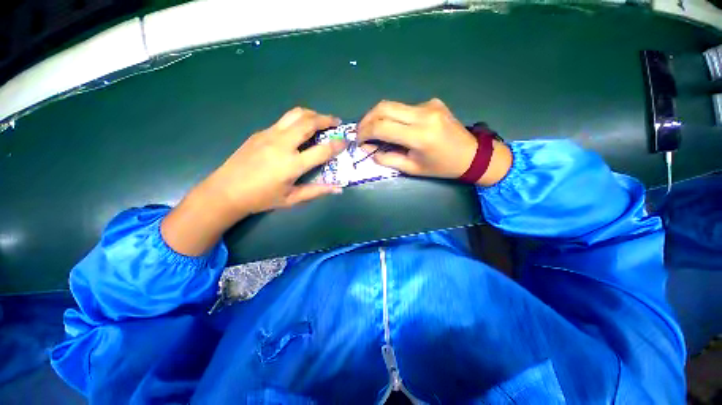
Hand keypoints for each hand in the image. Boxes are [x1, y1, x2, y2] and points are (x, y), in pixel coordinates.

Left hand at [203, 107, 345, 214]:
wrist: (226, 191)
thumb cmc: (261, 198)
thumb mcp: (292, 199)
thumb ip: (317, 191)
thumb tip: (338, 189)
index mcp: (292, 165)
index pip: (322, 150)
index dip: (337, 145)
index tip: (345, 141)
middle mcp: (282, 145)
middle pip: (308, 122)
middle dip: (326, 119)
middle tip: (336, 122)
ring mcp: (269, 135)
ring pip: (295, 114)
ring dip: (312, 114)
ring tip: (321, 120)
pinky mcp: (260, 132)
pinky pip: (284, 121)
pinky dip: (297, 120)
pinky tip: (300, 130)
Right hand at [356, 98, 511, 185]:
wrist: (471, 154)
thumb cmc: (441, 167)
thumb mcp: (412, 168)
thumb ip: (388, 159)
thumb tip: (370, 150)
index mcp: (419, 135)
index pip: (382, 127)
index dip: (365, 133)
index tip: (358, 141)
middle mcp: (423, 114)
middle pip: (384, 107)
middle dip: (366, 119)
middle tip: (361, 132)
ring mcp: (429, 105)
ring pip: (393, 105)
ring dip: (379, 117)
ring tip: (374, 131)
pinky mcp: (432, 102)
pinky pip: (406, 107)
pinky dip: (395, 117)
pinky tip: (397, 128)